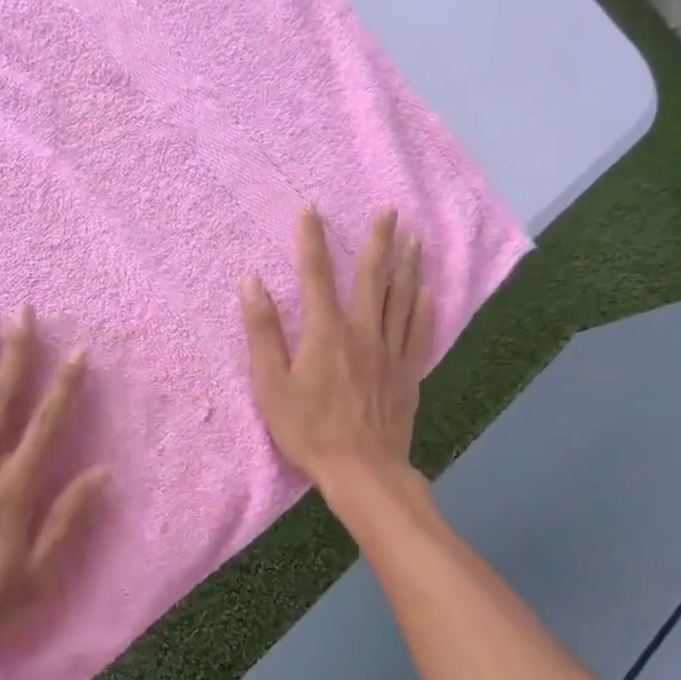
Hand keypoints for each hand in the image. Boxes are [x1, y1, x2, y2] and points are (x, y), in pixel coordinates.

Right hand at [240, 207, 432, 488]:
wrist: (362, 469)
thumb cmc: (308, 429)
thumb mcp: (271, 383)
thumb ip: (262, 331)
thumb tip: (251, 282)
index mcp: (325, 331)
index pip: (316, 274)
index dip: (311, 240)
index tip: (311, 210)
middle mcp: (363, 331)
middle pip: (372, 276)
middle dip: (378, 240)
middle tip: (389, 211)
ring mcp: (390, 351)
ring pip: (402, 298)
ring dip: (408, 264)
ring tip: (415, 237)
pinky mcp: (407, 373)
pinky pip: (420, 332)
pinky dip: (424, 308)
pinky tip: (429, 292)